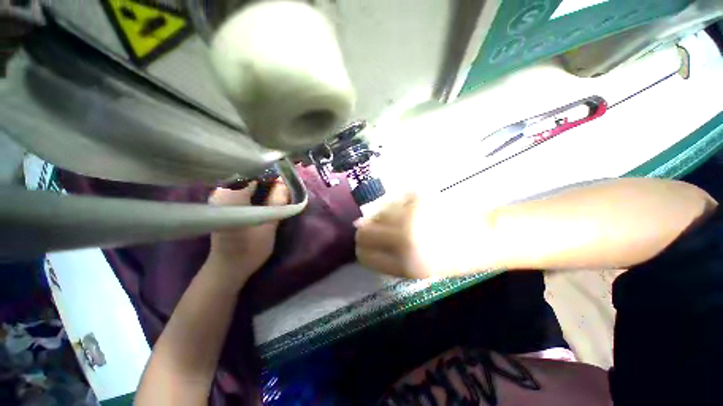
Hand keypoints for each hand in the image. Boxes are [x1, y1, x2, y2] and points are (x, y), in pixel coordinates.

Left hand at [204, 181, 288, 285]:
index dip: (272, 172)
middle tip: (285, 184)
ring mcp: (219, 197)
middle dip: (268, 177)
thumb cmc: (250, 249)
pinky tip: (266, 195)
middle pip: (249, 174)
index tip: (286, 177)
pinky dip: (255, 189)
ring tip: (278, 188)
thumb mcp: (269, 224)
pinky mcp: (222, 203)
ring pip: (246, 181)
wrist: (228, 267)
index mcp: (231, 196)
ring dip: (262, 183)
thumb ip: (277, 202)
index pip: (253, 172)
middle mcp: (221, 192)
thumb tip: (284, 183)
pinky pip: (242, 188)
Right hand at [354, 194, 495, 278]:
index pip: (364, 255)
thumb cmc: (450, 259)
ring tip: (397, 221)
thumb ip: (386, 255)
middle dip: (365, 233)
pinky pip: (391, 201)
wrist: (483, 236)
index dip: (362, 250)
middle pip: (364, 232)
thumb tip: (361, 231)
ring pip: (375, 213)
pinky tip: (406, 210)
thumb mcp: (416, 269)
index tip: (366, 247)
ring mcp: (409, 215)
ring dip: (380, 218)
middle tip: (375, 232)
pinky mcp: (416, 197)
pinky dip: (392, 206)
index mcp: (404, 264)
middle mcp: (403, 238)